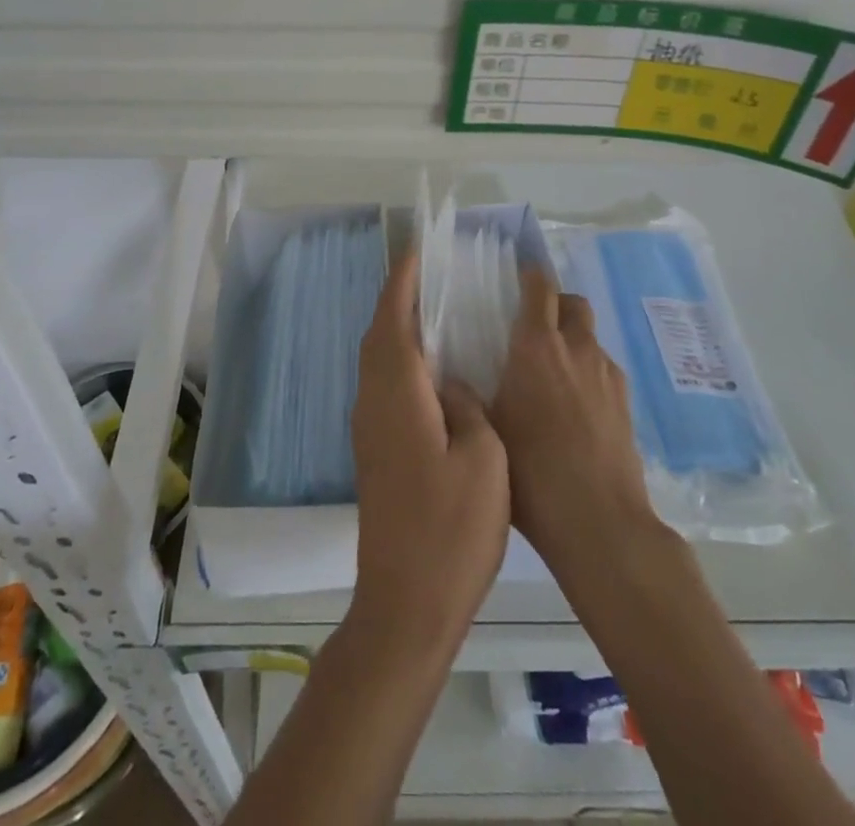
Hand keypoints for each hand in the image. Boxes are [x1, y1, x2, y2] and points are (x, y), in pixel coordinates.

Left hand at [351, 251, 509, 652]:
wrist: (406, 603)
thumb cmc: (451, 528)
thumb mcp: (483, 459)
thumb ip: (467, 408)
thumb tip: (452, 387)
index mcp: (397, 394)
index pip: (393, 320)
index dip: (403, 283)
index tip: (417, 252)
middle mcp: (374, 402)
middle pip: (380, 337)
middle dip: (399, 301)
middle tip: (431, 277)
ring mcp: (370, 430)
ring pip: (379, 363)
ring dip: (399, 331)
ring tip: (436, 315)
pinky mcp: (376, 453)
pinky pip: (386, 387)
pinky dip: (403, 363)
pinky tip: (434, 375)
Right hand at [490, 269, 658, 584]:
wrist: (598, 521)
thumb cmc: (531, 471)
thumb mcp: (487, 427)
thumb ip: (473, 393)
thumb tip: (455, 377)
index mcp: (536, 346)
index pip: (539, 287)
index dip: (529, 276)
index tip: (515, 279)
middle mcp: (576, 348)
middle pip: (573, 303)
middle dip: (555, 305)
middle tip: (532, 329)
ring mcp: (607, 375)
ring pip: (589, 338)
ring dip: (571, 341)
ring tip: (551, 376)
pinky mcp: (626, 402)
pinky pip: (603, 370)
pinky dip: (587, 374)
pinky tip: (574, 410)